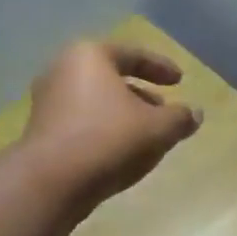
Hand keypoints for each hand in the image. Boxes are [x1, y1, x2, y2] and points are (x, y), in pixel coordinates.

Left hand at [22, 41, 202, 210]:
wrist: (52, 181)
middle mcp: (62, 70)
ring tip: (145, 135)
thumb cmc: (109, 140)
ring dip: (122, 115)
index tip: (180, 81)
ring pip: (95, 102)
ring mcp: (47, 102)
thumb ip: (180, 118)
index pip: (132, 54)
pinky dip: (103, 130)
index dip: (161, 67)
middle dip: (140, 93)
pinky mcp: (41, 132)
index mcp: (89, 56)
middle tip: (163, 109)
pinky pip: (81, 123)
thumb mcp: (157, 129)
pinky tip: (119, 152)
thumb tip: (195, 114)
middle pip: (110, 77)